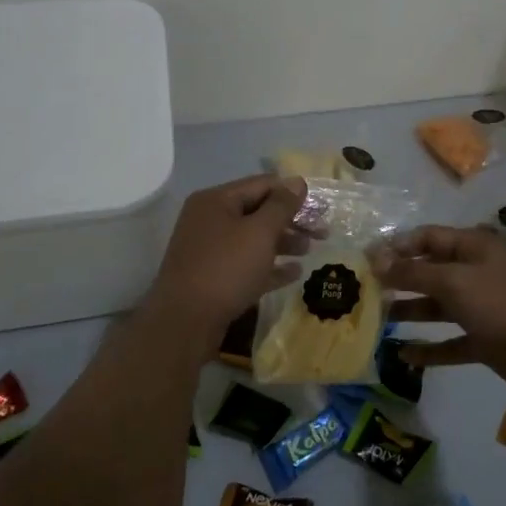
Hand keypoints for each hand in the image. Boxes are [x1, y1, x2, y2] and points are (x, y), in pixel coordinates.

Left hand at [143, 175, 307, 358]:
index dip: (292, 193)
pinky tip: (294, 274)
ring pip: (253, 239)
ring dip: (283, 242)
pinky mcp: (212, 277)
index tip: (320, 207)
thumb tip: (297, 181)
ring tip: (308, 251)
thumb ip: (281, 205)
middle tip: (321, 233)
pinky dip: (269, 266)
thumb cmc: (225, 269)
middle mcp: (209, 220)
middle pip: (258, 211)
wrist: (184, 324)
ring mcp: (209, 250)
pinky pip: (246, 264)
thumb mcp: (260, 232)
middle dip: (291, 220)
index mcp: (216, 200)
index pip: (262, 185)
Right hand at [373, 225, 505, 387]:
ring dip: (411, 311)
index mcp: (473, 247)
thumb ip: (414, 273)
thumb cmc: (498, 302)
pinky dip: (429, 348)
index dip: (398, 247)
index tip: (366, 260)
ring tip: (377, 320)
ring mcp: (480, 306)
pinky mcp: (484, 338)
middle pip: (431, 271)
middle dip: (400, 279)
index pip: (428, 238)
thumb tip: (378, 261)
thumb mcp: (453, 281)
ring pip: (438, 306)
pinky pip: (450, 341)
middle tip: (366, 291)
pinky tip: (403, 355)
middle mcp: (476, 271)